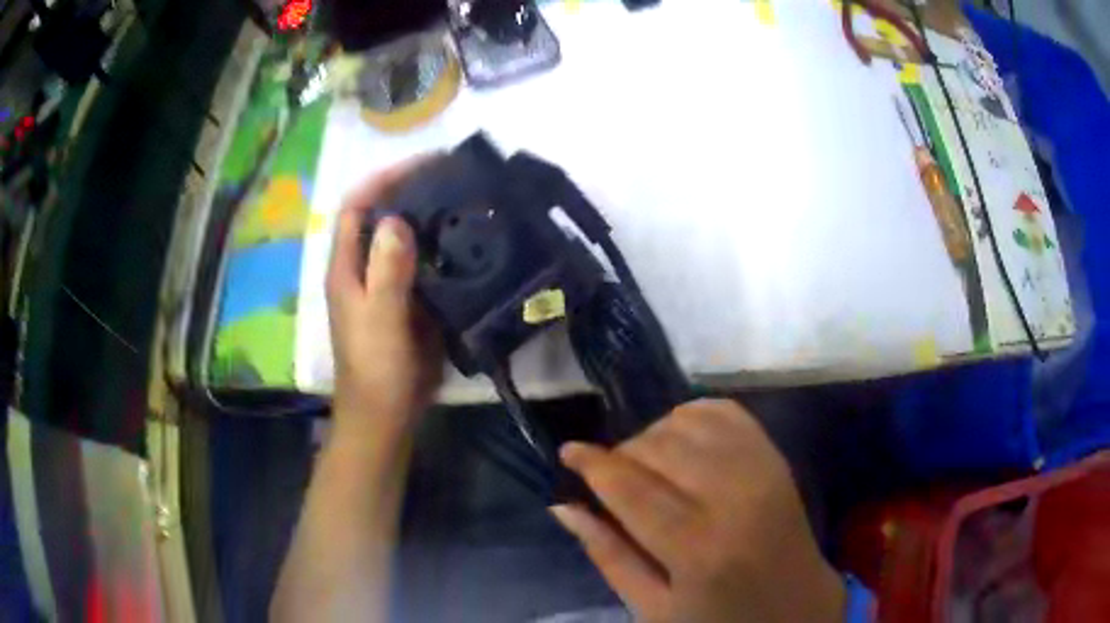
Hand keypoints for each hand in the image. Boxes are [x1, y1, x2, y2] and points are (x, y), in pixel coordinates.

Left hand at [326, 160, 442, 435]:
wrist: (387, 414)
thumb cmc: (376, 368)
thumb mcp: (380, 318)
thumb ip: (386, 270)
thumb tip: (395, 220)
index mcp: (346, 267)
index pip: (356, 207)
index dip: (382, 179)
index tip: (422, 163)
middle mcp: (363, 268)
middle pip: (380, 217)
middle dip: (409, 191)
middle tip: (452, 178)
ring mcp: (386, 285)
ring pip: (403, 239)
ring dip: (428, 218)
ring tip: (465, 201)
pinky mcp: (408, 301)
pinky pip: (423, 265)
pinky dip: (441, 249)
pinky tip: (468, 243)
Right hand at [551, 399, 844, 622]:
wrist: (796, 608)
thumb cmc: (718, 620)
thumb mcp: (653, 608)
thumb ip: (608, 555)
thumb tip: (564, 506)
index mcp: (697, 549)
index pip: (631, 487)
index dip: (592, 463)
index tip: (568, 452)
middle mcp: (733, 498)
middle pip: (658, 447)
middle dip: (622, 452)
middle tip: (610, 475)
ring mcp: (761, 471)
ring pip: (689, 422)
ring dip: (654, 434)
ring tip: (646, 463)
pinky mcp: (776, 458)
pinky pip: (726, 412)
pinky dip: (694, 415)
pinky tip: (681, 439)